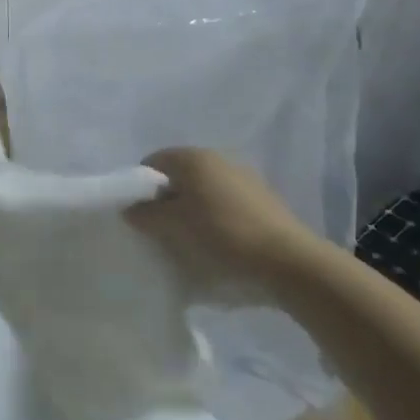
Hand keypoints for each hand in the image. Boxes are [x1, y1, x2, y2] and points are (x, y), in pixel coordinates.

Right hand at [126, 147, 317, 279]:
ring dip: (192, 212)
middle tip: (161, 232)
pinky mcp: (262, 201)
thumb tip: (132, 209)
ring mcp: (244, 178)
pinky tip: (218, 246)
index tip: (140, 218)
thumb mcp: (172, 227)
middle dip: (166, 201)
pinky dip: (215, 220)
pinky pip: (225, 205)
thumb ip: (145, 214)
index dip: (140, 188)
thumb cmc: (221, 236)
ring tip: (190, 243)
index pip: (152, 162)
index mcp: (193, 157)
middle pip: (179, 177)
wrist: (287, 262)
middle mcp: (218, 158)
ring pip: (203, 192)